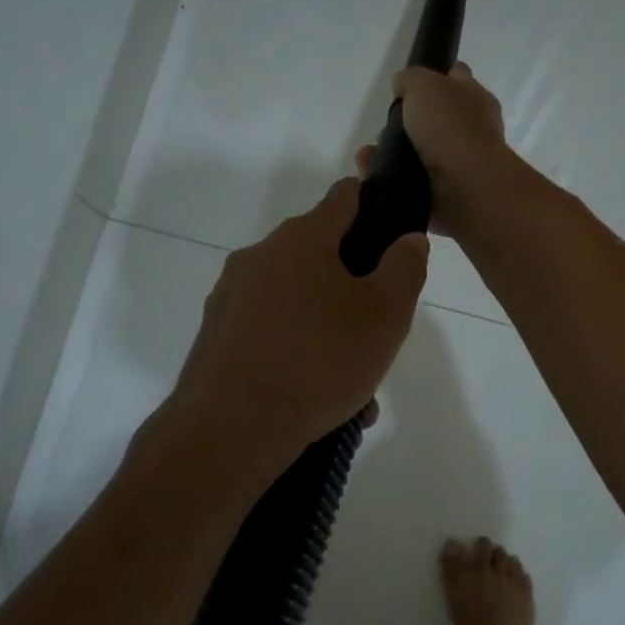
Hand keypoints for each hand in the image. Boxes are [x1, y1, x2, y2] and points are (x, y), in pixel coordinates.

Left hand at [174, 180, 427, 457]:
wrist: (230, 427)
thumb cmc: (319, 360)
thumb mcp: (385, 315)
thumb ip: (404, 268)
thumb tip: (408, 239)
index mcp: (302, 239)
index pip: (344, 197)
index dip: (374, 203)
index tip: (393, 230)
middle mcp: (260, 256)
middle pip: (320, 256)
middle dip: (354, 287)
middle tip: (377, 332)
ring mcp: (231, 296)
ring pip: (297, 304)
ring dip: (329, 332)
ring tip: (354, 388)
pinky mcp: (216, 336)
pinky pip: (271, 334)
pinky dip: (297, 355)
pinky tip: (318, 403)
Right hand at [356, 64, 511, 235]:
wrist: (465, 188)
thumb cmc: (449, 128)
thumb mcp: (424, 85)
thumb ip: (411, 80)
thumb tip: (402, 86)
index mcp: (475, 99)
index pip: (456, 78)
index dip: (434, 77)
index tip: (407, 87)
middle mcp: (471, 131)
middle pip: (436, 119)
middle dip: (408, 123)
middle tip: (386, 126)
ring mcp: (459, 165)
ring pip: (420, 154)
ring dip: (393, 153)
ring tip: (369, 154)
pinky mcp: (445, 194)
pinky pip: (411, 183)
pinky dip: (391, 179)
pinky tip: (372, 174)